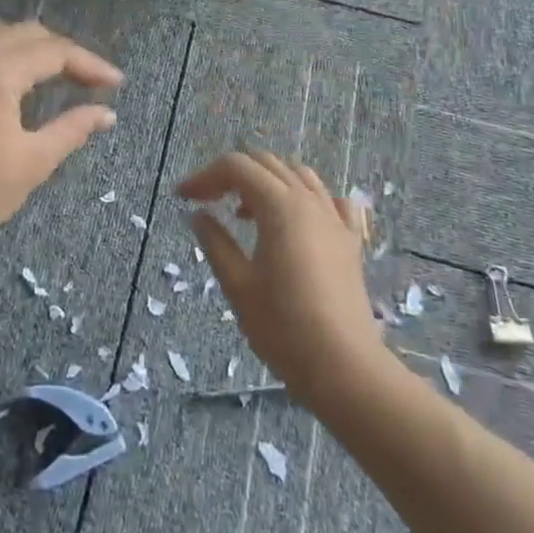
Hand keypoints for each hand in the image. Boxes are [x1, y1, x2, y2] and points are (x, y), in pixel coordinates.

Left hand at [0, 19, 121, 270]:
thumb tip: (106, 113)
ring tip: (56, 74)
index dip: (90, 64)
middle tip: (90, 80)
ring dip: (32, 46)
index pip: (54, 52)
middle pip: (27, 34)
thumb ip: (72, 129)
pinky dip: (4, 52)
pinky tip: (17, 79)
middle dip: (64, 52)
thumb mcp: (32, 163)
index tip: (116, 83)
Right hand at [184, 151, 383, 402]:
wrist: (344, 368)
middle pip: (266, 163)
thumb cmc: (284, 328)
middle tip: (207, 201)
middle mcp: (309, 201)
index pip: (237, 168)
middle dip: (232, 174)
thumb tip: (198, 215)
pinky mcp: (350, 241)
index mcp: (280, 206)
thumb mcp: (238, 285)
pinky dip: (306, 197)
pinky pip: (331, 200)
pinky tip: (295, 219)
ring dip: (266, 181)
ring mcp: (335, 219)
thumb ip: (215, 243)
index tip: (183, 197)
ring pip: (298, 175)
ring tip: (245, 210)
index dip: (205, 176)